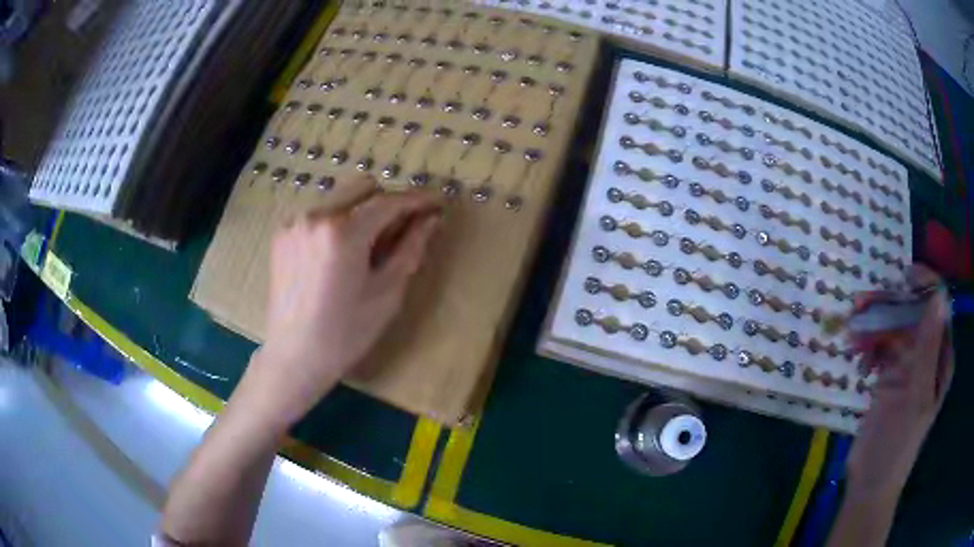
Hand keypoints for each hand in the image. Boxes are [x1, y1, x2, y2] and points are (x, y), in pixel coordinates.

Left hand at [242, 179, 442, 426]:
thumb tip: (432, 219)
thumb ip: (411, 248)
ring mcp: (295, 222)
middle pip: (364, 187)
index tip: (438, 202)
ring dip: (362, 211)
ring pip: (341, 197)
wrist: (295, 355)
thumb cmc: (345, 333)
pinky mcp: (283, 232)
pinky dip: (338, 221)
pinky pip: (320, 212)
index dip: (418, 199)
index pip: (389, 201)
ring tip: (368, 246)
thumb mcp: (387, 293)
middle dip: (388, 202)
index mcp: (342, 233)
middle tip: (400, 231)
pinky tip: (340, 253)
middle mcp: (315, 215)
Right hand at [846, 264, 953, 497]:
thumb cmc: (898, 443)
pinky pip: (880, 348)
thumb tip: (937, 295)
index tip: (901, 276)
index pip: (938, 306)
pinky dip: (868, 348)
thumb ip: (928, 346)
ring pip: (893, 328)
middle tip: (860, 305)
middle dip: (889, 306)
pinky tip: (858, 361)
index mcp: (940, 357)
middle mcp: (927, 354)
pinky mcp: (889, 376)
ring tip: (852, 337)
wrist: (870, 483)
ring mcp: (907, 365)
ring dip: (873, 327)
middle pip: (912, 313)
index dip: (924, 285)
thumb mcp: (916, 396)